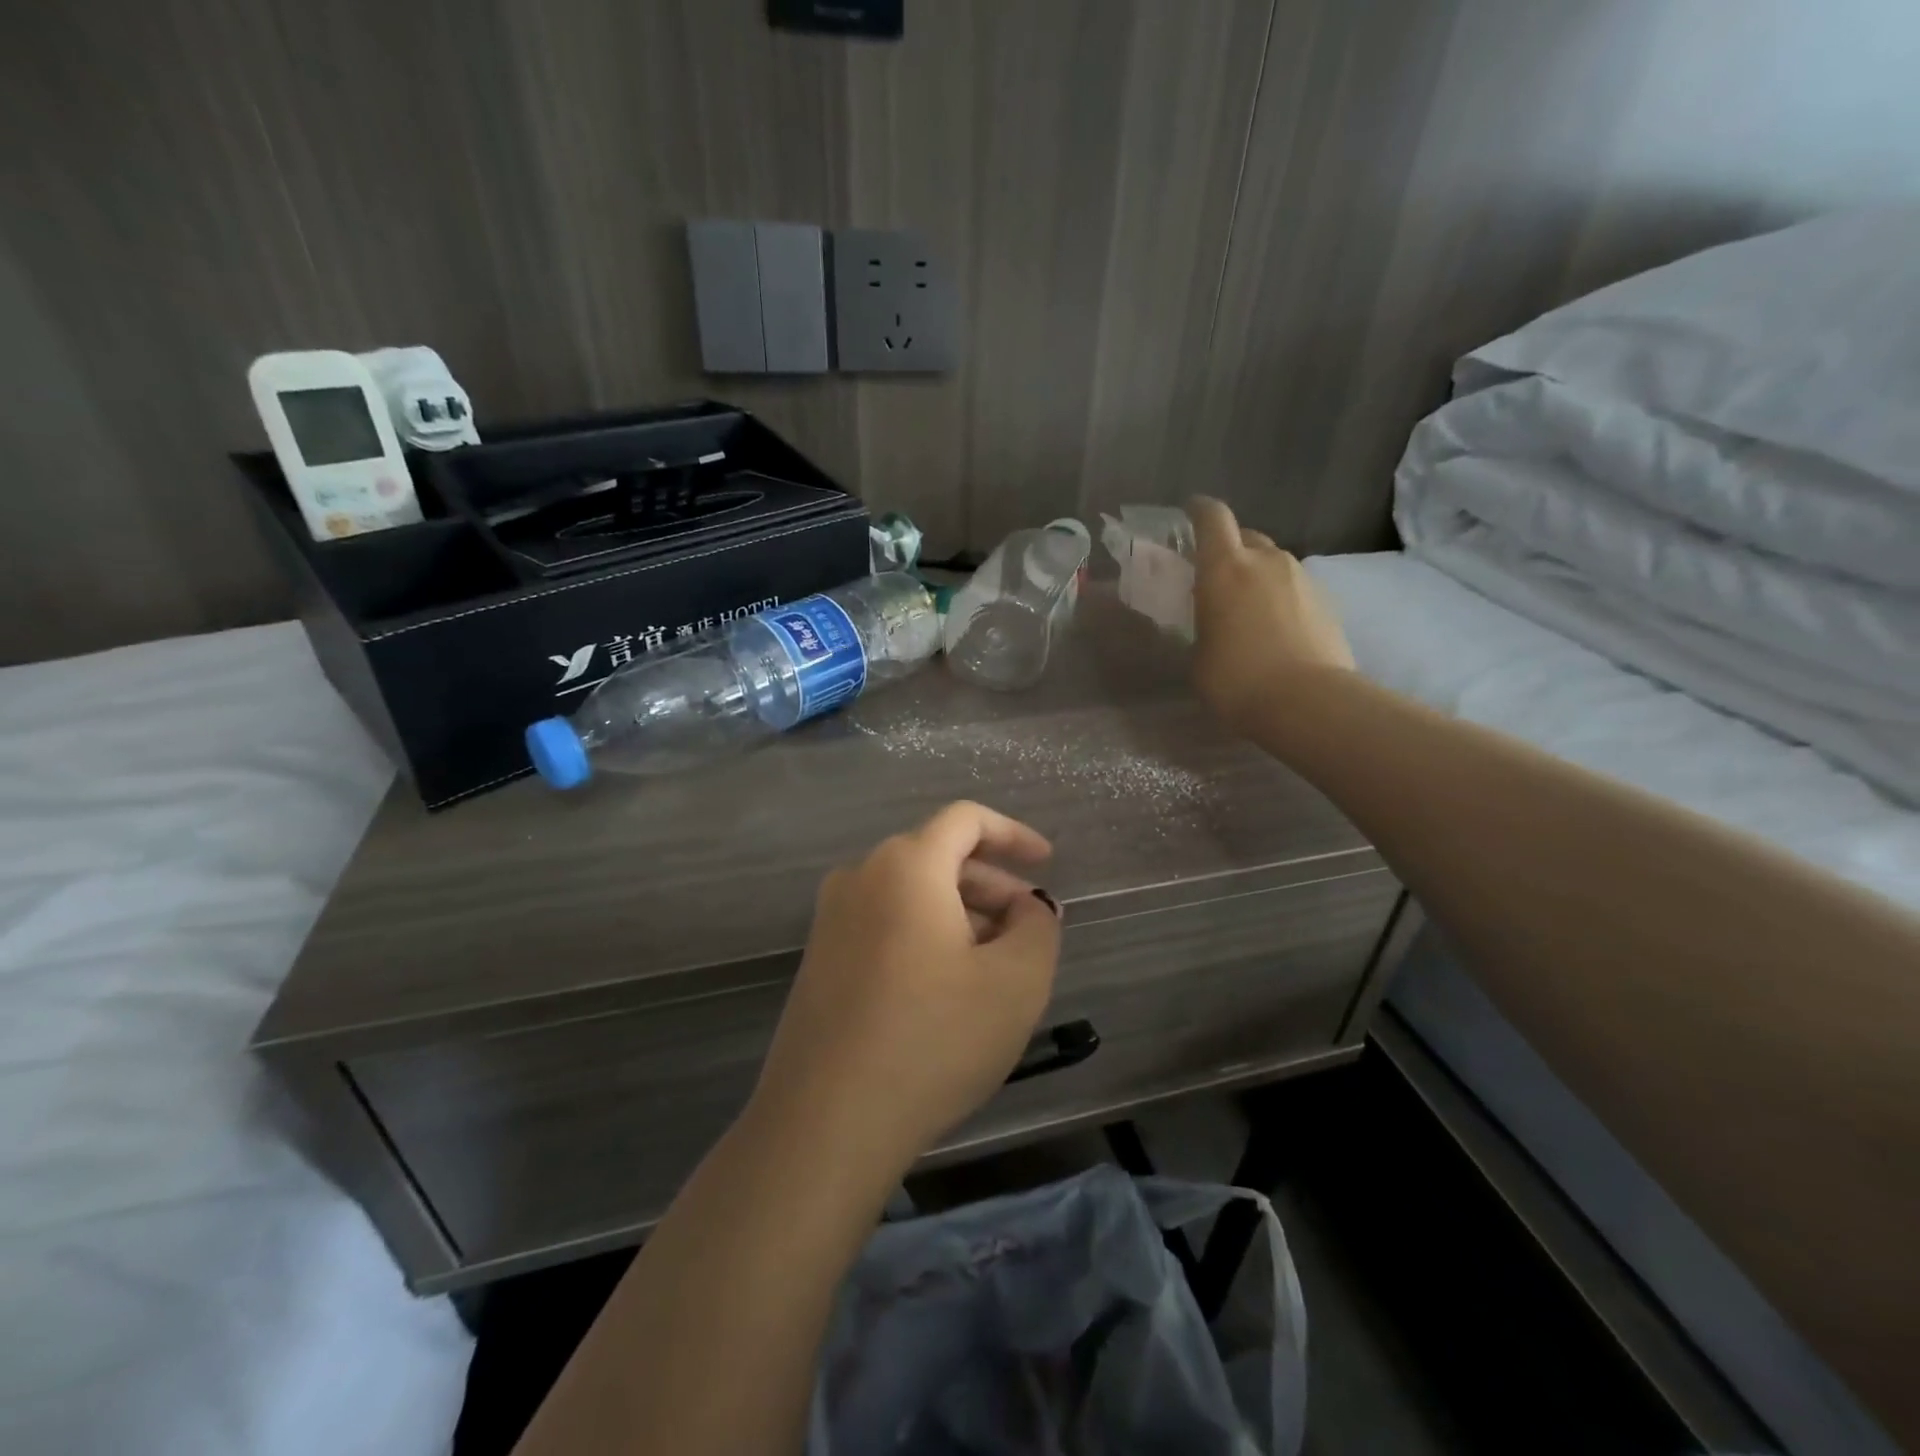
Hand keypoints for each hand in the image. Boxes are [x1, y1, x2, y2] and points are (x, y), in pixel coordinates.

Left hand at [752, 801, 1062, 1173]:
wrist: (826, 1122)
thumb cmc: (932, 1039)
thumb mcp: (1016, 982)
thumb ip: (1037, 928)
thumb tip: (1028, 908)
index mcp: (906, 866)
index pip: (965, 820)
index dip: (1013, 834)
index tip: (1046, 863)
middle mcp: (860, 877)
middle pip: (938, 856)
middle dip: (991, 885)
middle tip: (1028, 929)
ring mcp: (831, 919)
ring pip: (911, 894)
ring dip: (960, 913)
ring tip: (995, 965)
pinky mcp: (819, 959)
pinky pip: (885, 923)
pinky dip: (925, 935)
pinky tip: (948, 988)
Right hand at [1188, 495, 1354, 732]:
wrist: (1308, 702)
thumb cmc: (1236, 680)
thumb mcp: (1199, 655)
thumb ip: (1203, 625)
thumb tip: (1212, 621)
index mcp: (1225, 568)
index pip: (1212, 518)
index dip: (1199, 511)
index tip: (1189, 514)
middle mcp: (1266, 561)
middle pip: (1246, 536)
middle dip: (1229, 548)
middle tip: (1216, 576)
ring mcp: (1302, 579)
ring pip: (1273, 562)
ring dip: (1257, 575)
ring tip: (1247, 608)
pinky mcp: (1327, 601)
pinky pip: (1295, 587)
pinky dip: (1281, 598)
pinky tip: (1275, 629)